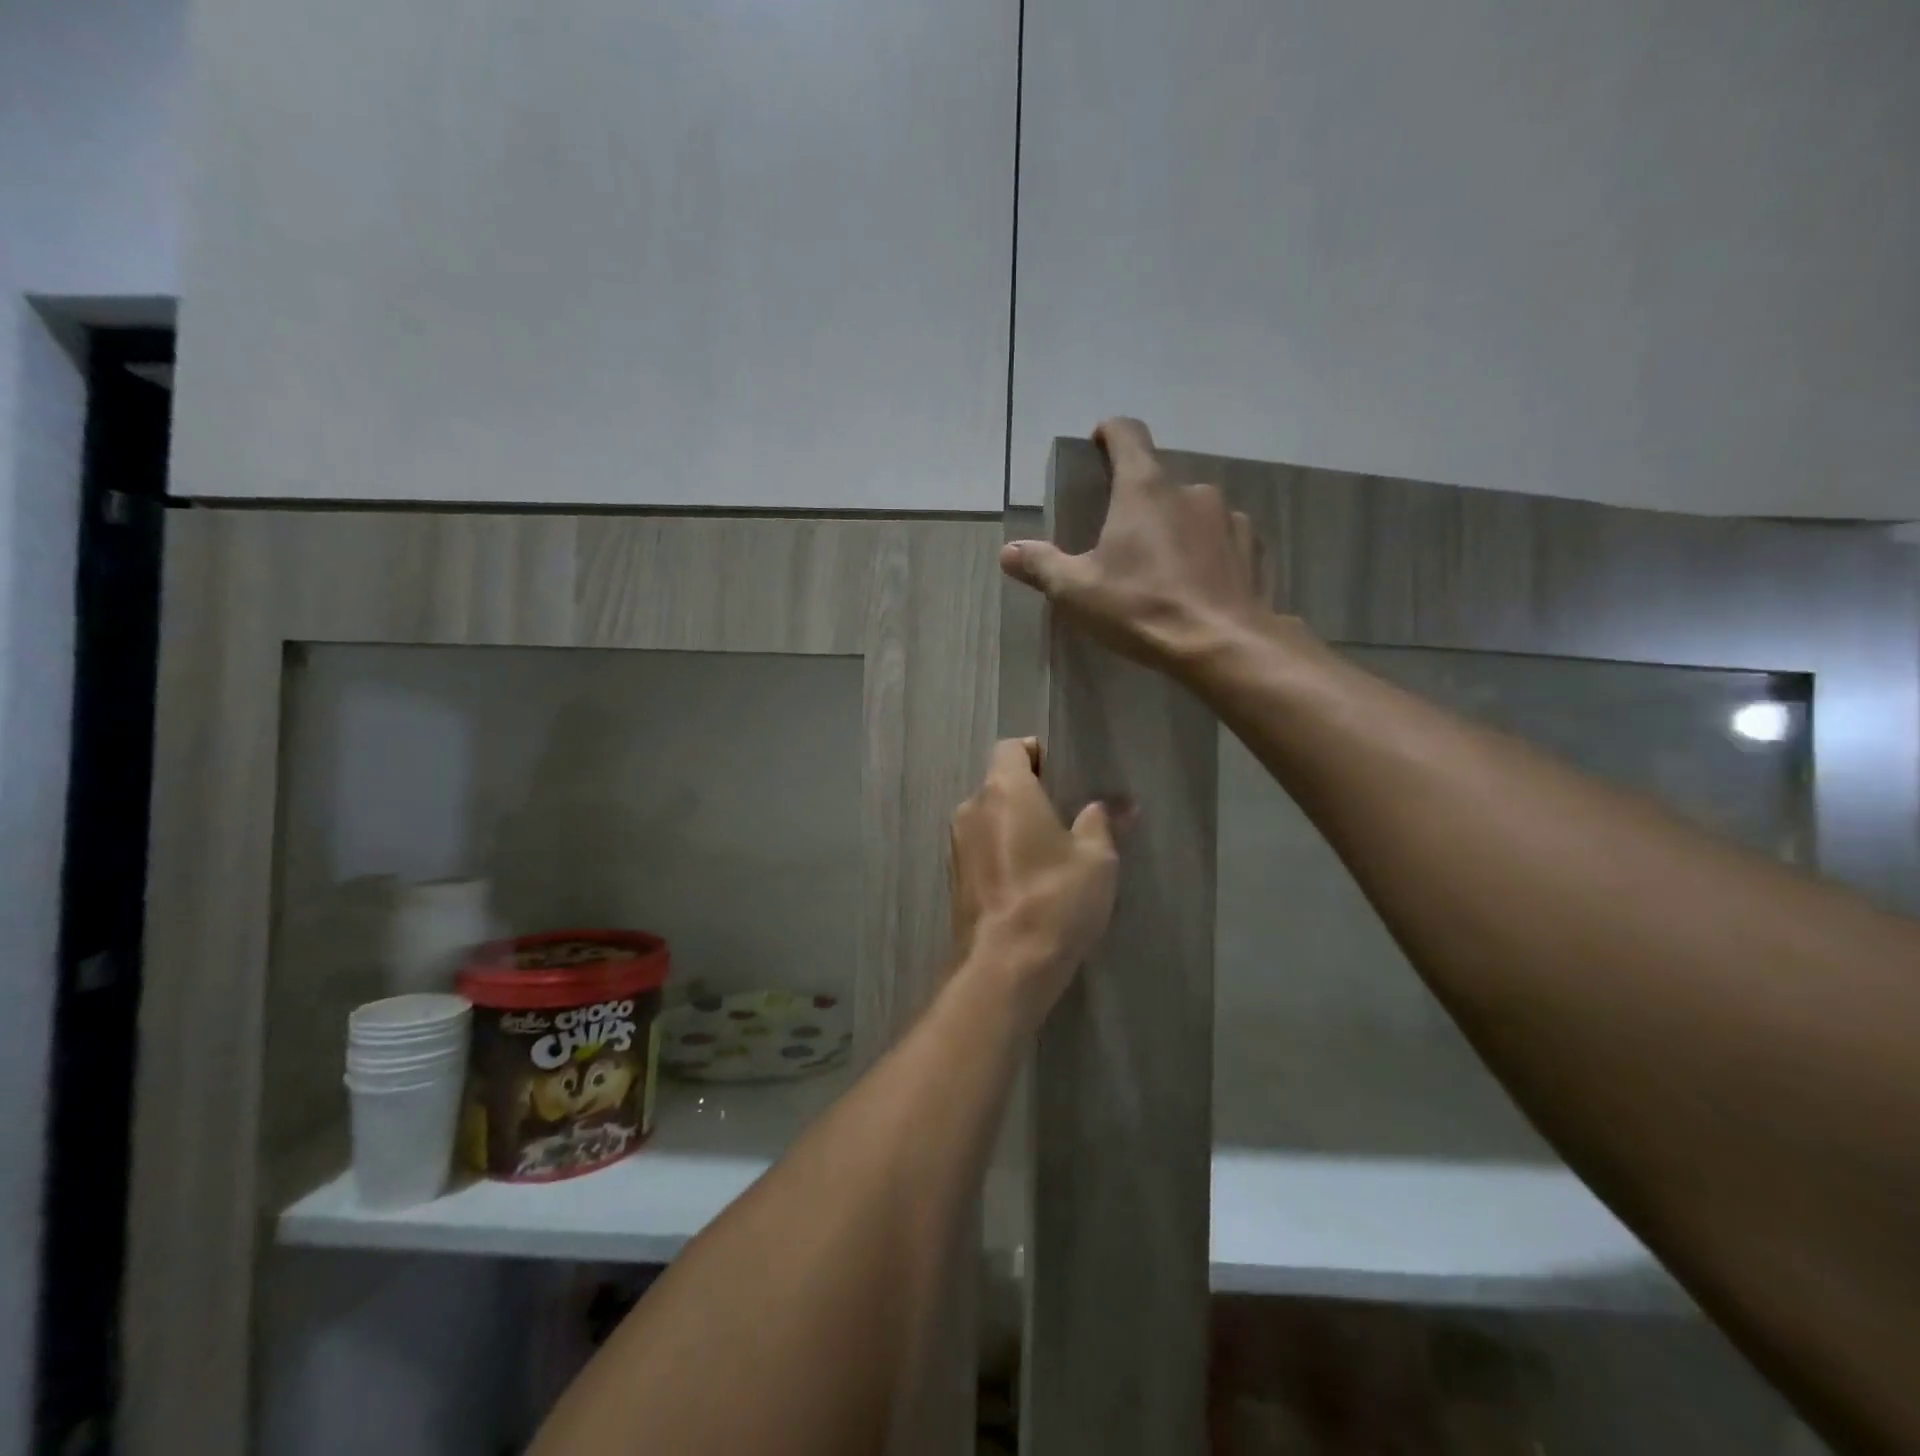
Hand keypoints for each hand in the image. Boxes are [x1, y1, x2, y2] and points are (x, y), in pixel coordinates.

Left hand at [949, 738, 1122, 1019]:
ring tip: (1051, 849)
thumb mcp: (1097, 859)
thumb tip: (1117, 804)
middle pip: (999, 783)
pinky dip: (1002, 850)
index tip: (1063, 774)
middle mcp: (972, 808)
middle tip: (1067, 813)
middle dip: (1030, 792)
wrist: (1004, 967)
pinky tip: (1029, 877)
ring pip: (989, 817)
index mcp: (1004, 790)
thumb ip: (1102, 822)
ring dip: (1015, 824)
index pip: (1011, 748)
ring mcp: (957, 844)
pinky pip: (981, 847)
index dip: (1037, 753)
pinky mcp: (954, 878)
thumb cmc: (1055, 899)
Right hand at [1000, 417, 1278, 677]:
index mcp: (1144, 489)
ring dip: (1174, 529)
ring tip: (1161, 569)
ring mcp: (1228, 517)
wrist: (1223, 645)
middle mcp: (1190, 490)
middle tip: (1121, 541)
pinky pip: (1222, 538)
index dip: (1110, 433)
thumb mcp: (1077, 592)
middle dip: (1138, 503)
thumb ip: (1041, 566)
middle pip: (1157, 482)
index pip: (1127, 435)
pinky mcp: (1253, 547)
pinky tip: (1197, 584)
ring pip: (1191, 512)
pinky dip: (1206, 551)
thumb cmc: (1142, 608)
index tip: (1099, 443)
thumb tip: (1009, 552)